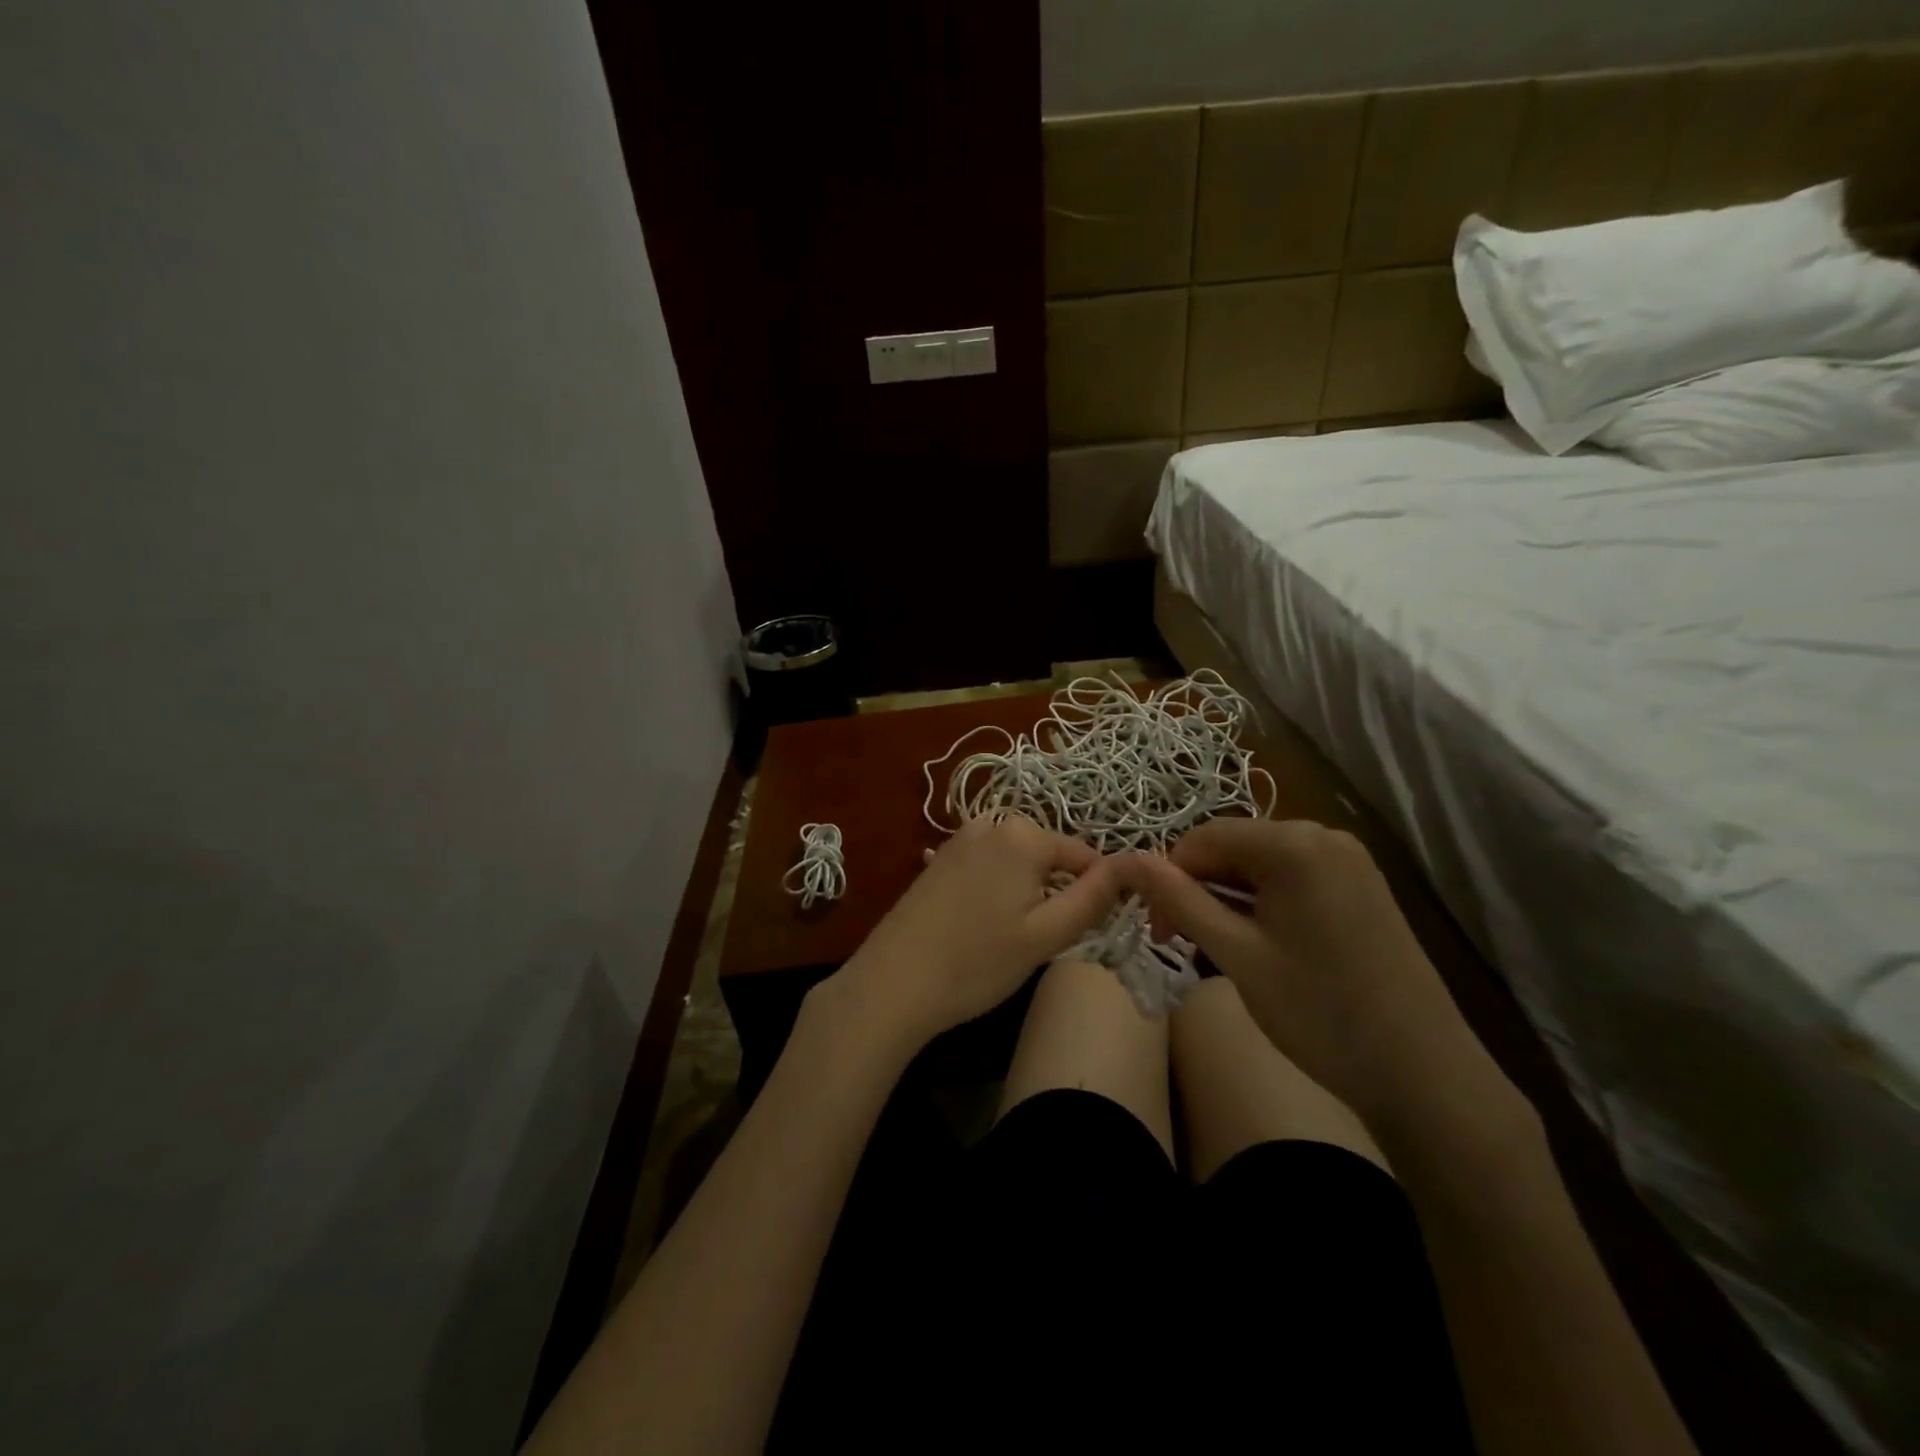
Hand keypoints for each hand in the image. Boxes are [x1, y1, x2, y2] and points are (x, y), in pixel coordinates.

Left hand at [828, 816, 1120, 1050]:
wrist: (892, 982)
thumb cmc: (977, 962)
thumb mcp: (1046, 935)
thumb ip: (1092, 897)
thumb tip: (1128, 867)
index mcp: (1022, 834)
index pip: (1083, 854)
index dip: (1096, 892)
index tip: (1090, 930)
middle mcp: (990, 823)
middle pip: (1048, 855)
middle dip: (1057, 891)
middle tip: (1046, 940)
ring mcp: (958, 840)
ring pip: (1016, 863)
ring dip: (1027, 893)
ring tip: (1013, 939)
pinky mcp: (937, 861)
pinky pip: (987, 868)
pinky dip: (997, 892)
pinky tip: (982, 928)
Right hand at [1116, 819, 1517, 1137]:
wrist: (1424, 1073)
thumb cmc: (1320, 1012)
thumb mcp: (1236, 955)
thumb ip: (1179, 900)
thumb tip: (1125, 859)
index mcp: (1294, 843)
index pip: (1203, 839)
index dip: (1169, 878)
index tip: (1157, 930)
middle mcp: (1323, 836)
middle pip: (1233, 848)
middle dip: (1200, 889)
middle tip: (1182, 943)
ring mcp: (1348, 860)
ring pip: (1260, 864)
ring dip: (1229, 898)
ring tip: (1221, 949)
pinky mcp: (1361, 885)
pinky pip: (1292, 877)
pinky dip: (1263, 903)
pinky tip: (1262, 943)